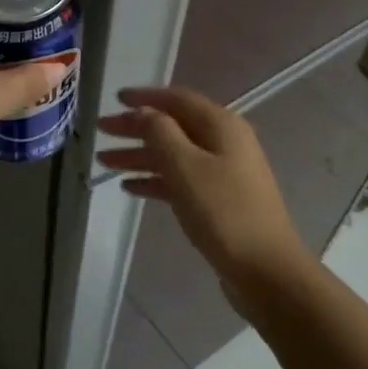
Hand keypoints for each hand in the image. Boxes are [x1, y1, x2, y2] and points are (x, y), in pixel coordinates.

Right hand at [96, 87, 302, 307]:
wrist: (266, 272)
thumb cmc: (223, 212)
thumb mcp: (185, 166)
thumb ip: (159, 132)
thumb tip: (142, 112)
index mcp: (220, 125)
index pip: (176, 99)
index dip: (144, 97)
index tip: (114, 99)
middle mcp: (224, 142)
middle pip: (172, 126)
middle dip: (135, 127)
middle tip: (100, 130)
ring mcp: (223, 172)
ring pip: (173, 154)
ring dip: (139, 155)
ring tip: (104, 161)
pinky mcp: (219, 200)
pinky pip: (180, 179)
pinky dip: (154, 179)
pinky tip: (129, 187)